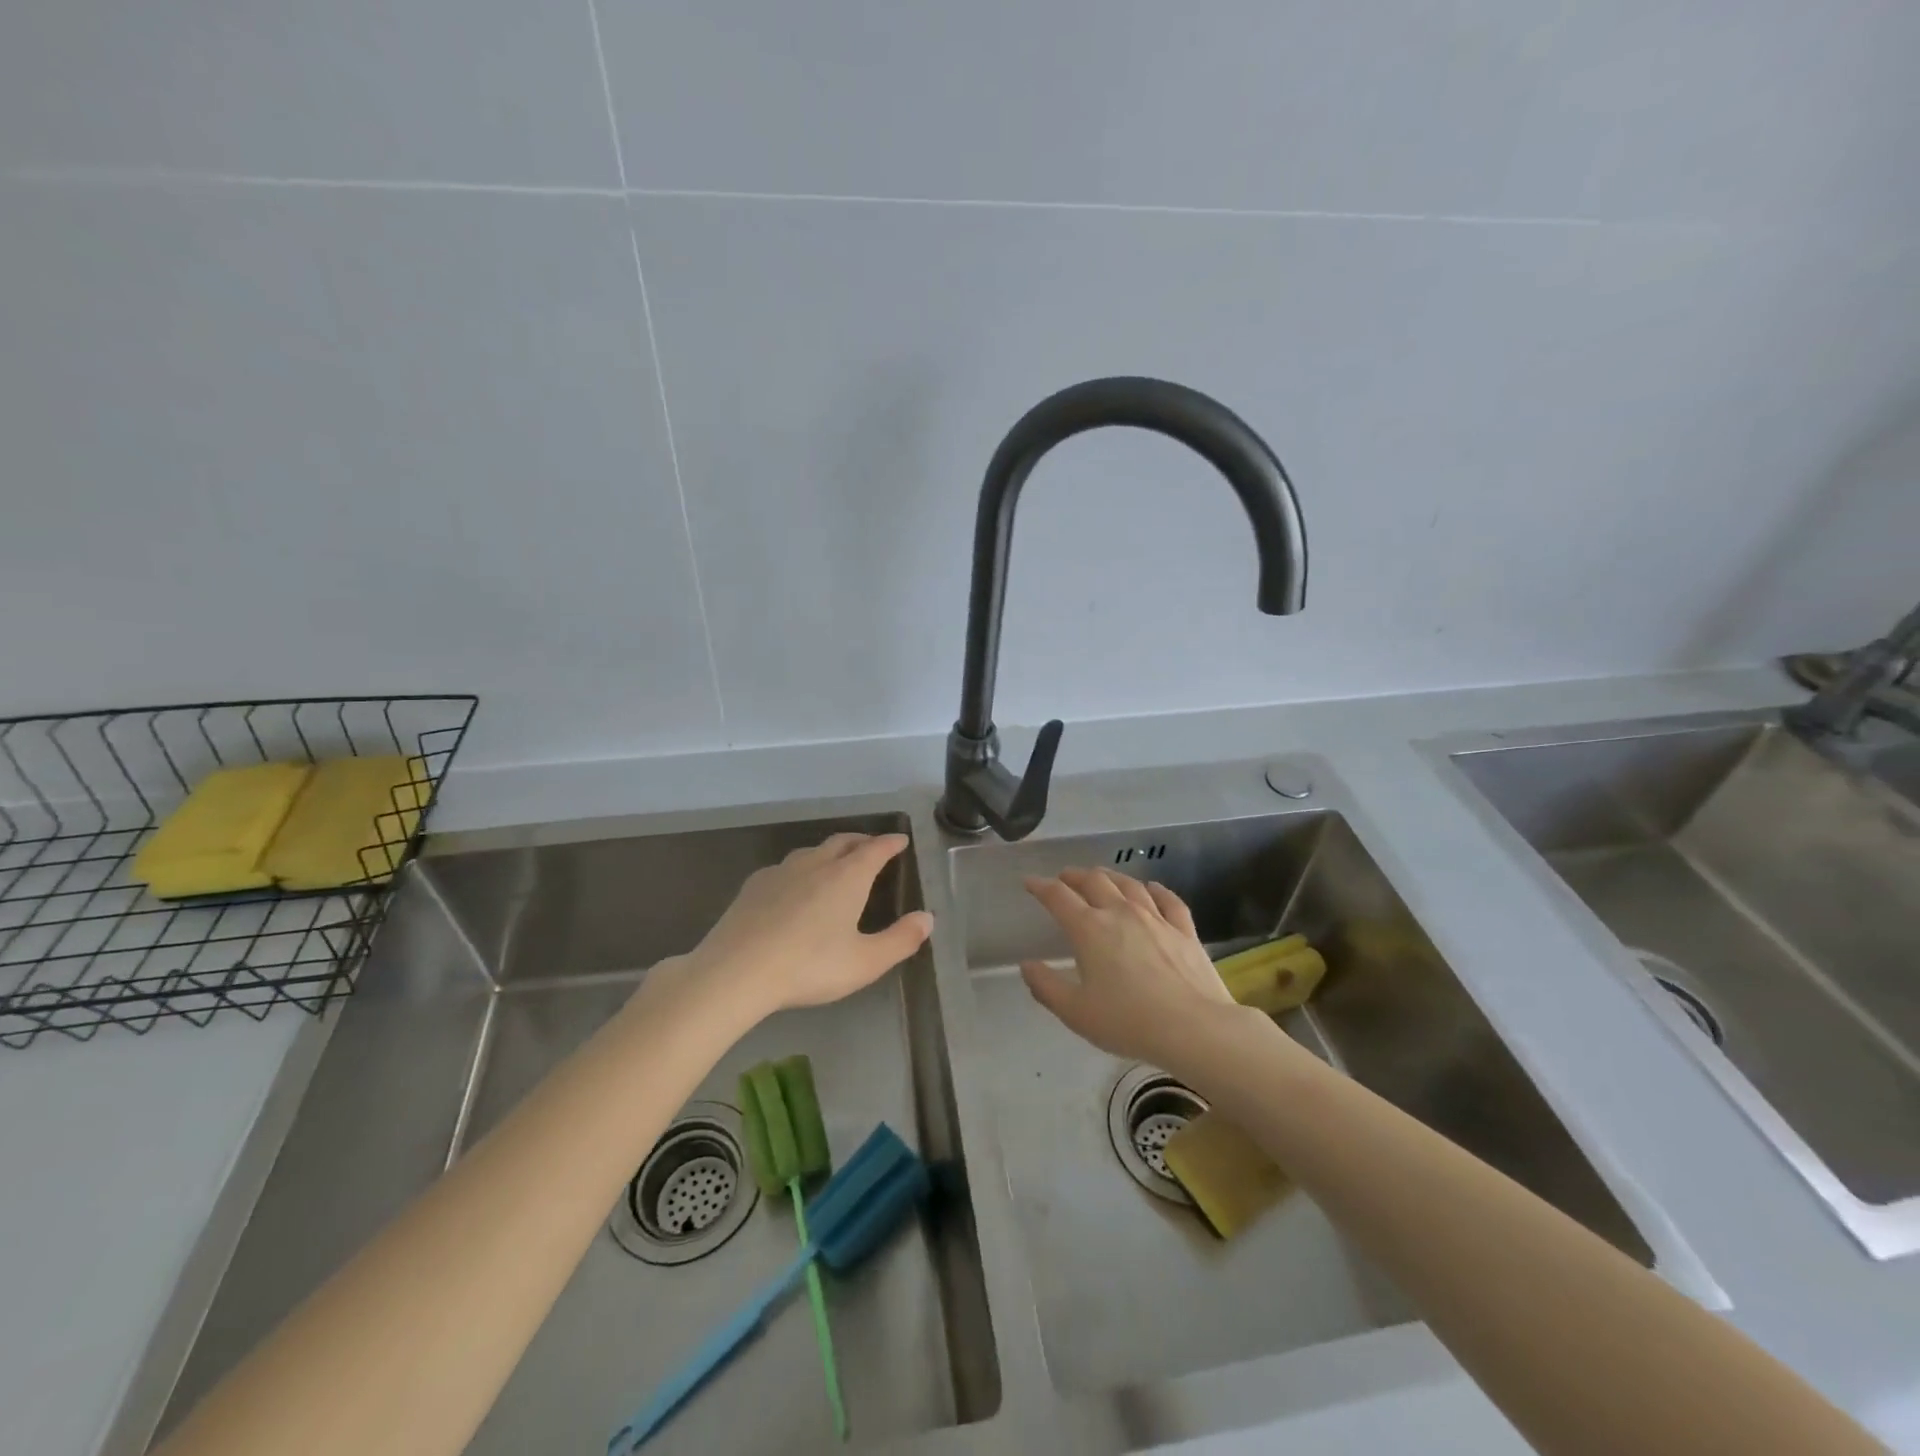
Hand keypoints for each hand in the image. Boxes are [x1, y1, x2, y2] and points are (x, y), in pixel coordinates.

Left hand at [667, 832, 932, 1021]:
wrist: (736, 971)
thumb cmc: (809, 966)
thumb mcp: (865, 962)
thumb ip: (900, 940)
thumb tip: (927, 918)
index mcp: (847, 877)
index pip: (875, 849)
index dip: (891, 843)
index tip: (901, 840)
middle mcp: (816, 864)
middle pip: (843, 842)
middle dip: (862, 842)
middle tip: (872, 848)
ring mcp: (781, 871)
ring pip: (812, 851)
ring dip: (830, 852)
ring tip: (836, 863)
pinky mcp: (754, 885)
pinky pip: (786, 867)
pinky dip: (801, 868)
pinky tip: (794, 886)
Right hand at [1021, 868, 1238, 1066]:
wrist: (1194, 1028)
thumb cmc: (1128, 1021)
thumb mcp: (1075, 1012)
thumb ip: (1046, 986)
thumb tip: (1027, 965)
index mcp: (1089, 929)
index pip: (1058, 897)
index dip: (1041, 886)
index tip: (1030, 882)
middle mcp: (1120, 912)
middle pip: (1094, 881)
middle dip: (1074, 876)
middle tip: (1065, 878)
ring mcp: (1156, 918)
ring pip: (1129, 884)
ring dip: (1110, 876)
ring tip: (1101, 877)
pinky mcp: (1184, 929)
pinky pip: (1168, 900)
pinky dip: (1156, 889)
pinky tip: (1152, 888)